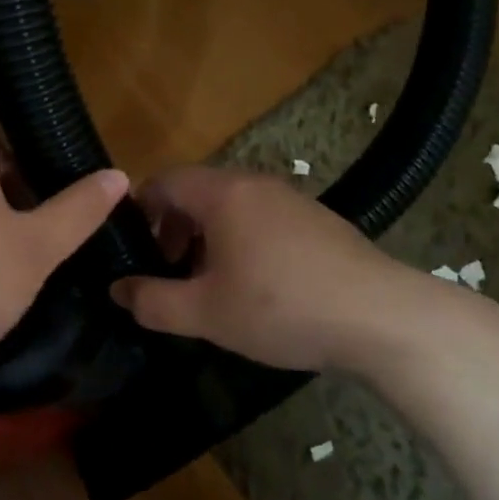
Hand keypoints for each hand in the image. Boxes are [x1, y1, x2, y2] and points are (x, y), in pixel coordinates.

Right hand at [109, 166, 454, 371]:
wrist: (381, 318)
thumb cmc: (281, 307)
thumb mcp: (205, 313)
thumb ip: (152, 301)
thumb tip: (117, 289)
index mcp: (223, 194)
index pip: (163, 181)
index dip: (138, 210)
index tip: (131, 249)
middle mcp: (255, 184)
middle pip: (196, 192)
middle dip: (172, 229)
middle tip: (168, 273)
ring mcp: (291, 199)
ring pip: (231, 207)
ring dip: (207, 239)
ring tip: (209, 284)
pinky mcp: (318, 221)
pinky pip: (262, 219)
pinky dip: (242, 242)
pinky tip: (256, 287)